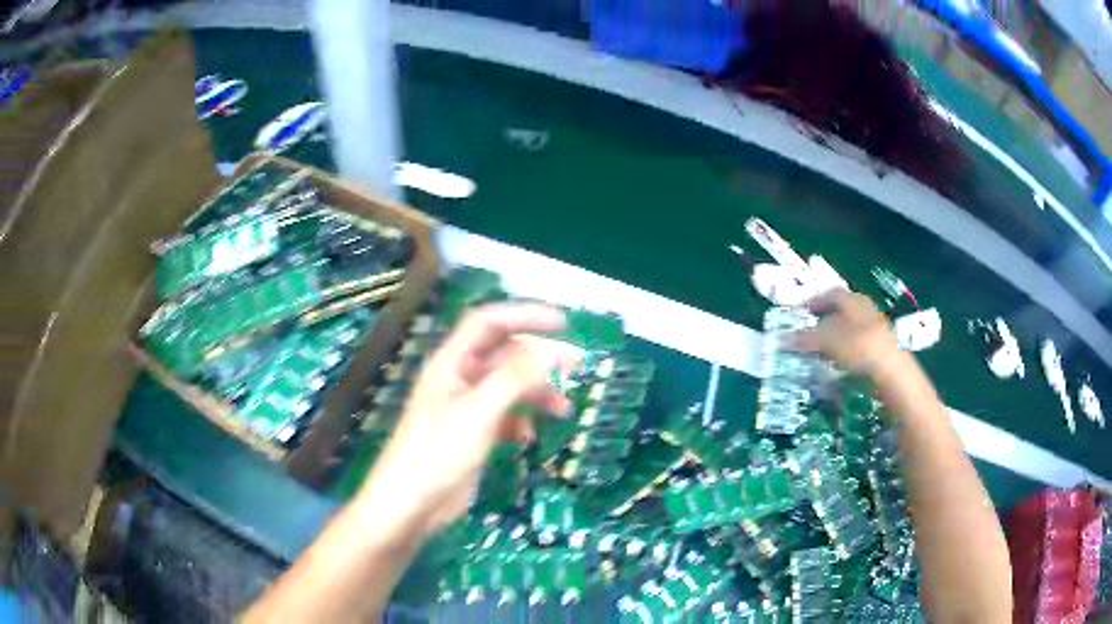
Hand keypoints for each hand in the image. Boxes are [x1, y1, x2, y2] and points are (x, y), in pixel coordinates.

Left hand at [355, 303, 582, 539]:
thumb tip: (554, 353)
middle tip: (577, 367)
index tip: (562, 322)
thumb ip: (515, 380)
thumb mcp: (478, 414)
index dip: (525, 315)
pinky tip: (528, 437)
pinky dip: (522, 420)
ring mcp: (467, 407)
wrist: (411, 505)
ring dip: (537, 394)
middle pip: (505, 355)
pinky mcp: (474, 432)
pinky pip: (505, 415)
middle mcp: (460, 378)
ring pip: (510, 387)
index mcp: (451, 363)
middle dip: (540, 360)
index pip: (489, 323)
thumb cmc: (437, 454)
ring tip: (564, 410)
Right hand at [790, 291, 898, 374]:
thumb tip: (782, 338)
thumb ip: (806, 339)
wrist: (892, 372)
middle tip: (809, 332)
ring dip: (836, 338)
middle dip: (825, 320)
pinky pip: (858, 345)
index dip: (815, 301)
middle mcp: (866, 310)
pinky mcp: (880, 348)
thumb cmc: (860, 347)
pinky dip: (846, 351)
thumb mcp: (828, 342)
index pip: (831, 294)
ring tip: (821, 351)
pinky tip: (839, 364)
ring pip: (851, 329)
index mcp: (853, 301)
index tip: (801, 311)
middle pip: (842, 311)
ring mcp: (875, 329)